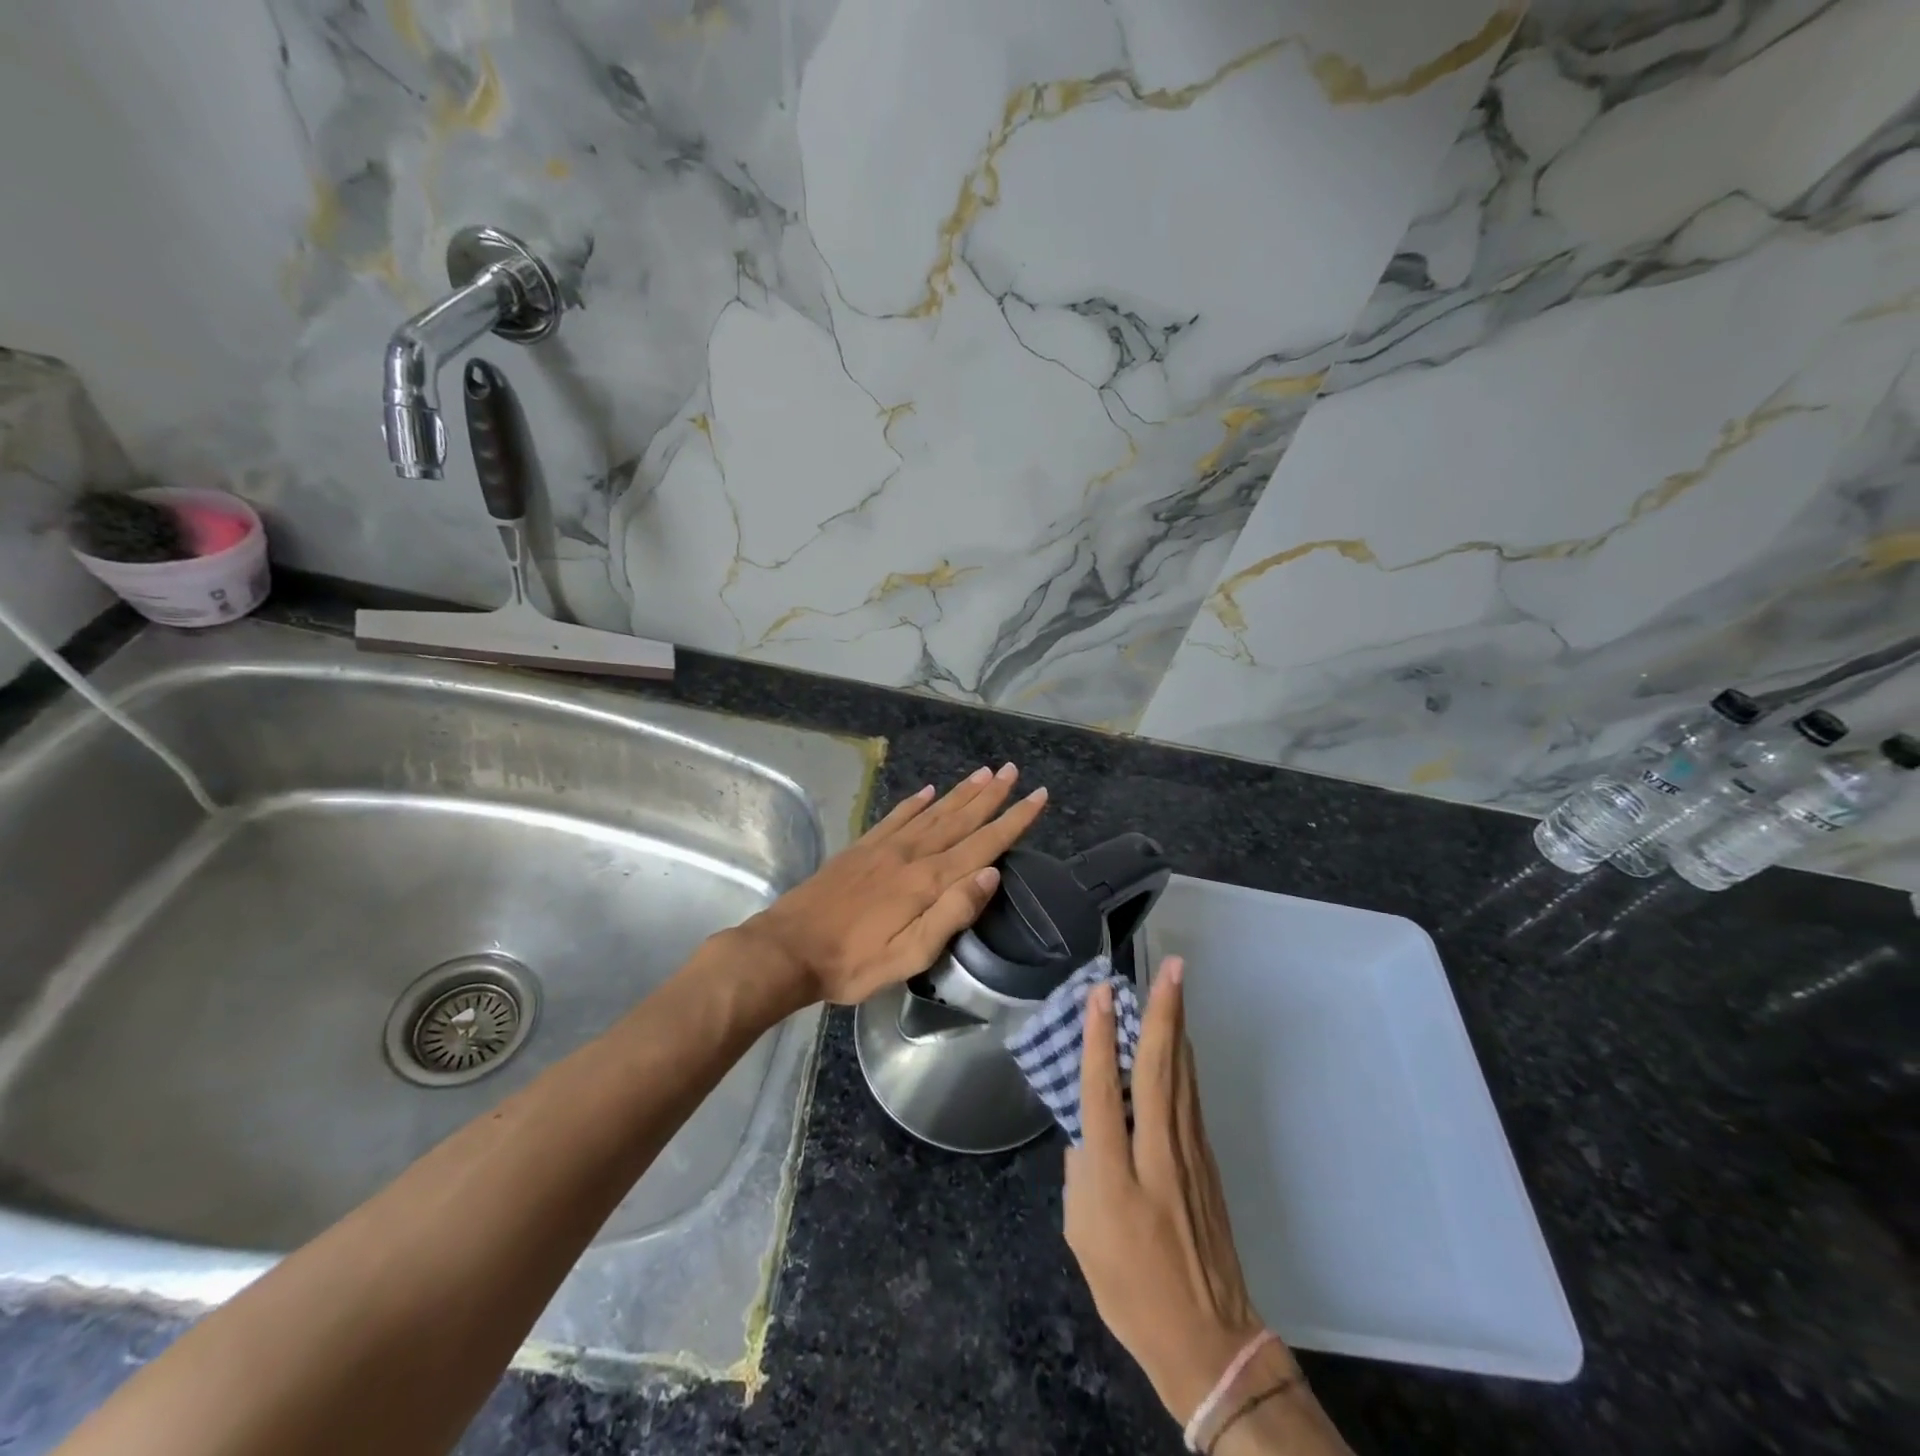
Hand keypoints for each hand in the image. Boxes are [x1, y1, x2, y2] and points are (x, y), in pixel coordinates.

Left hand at [738, 764, 1046, 1005]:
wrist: (788, 948)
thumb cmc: (853, 962)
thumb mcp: (909, 955)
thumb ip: (952, 913)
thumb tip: (991, 873)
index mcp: (928, 881)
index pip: (983, 844)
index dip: (1013, 820)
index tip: (1038, 796)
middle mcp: (911, 854)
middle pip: (960, 818)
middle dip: (992, 795)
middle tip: (1014, 770)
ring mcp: (884, 847)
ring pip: (933, 811)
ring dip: (961, 792)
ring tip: (985, 772)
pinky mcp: (862, 848)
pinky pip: (897, 816)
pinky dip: (916, 801)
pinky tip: (928, 790)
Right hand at [1065, 959, 1284, 1420]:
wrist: (1207, 1341)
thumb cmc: (1130, 1293)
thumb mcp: (1081, 1238)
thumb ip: (1079, 1175)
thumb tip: (1088, 1132)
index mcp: (1115, 1178)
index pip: (1103, 1092)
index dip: (1100, 1039)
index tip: (1101, 993)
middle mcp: (1156, 1155)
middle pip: (1159, 1071)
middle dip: (1163, 1014)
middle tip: (1171, 968)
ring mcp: (1189, 1156)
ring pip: (1181, 1077)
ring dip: (1177, 1027)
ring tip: (1176, 986)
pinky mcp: (1207, 1162)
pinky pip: (1190, 1099)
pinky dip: (1183, 1061)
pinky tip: (1179, 1041)